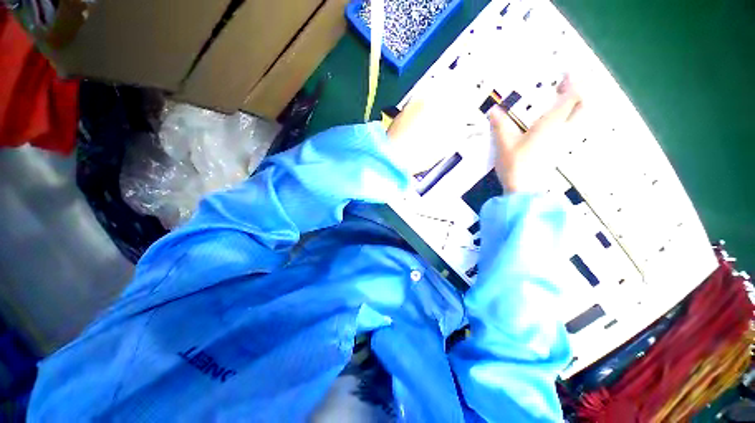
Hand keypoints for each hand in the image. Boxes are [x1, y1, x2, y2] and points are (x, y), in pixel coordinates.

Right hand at [488, 75, 581, 192]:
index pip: (572, 97)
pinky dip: (567, 118)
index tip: (566, 73)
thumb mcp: (504, 143)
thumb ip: (500, 125)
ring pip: (578, 118)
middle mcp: (563, 130)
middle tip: (563, 87)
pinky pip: (570, 128)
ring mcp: (563, 141)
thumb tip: (493, 110)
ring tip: (559, 101)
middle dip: (577, 92)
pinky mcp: (558, 151)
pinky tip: (553, 122)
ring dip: (573, 105)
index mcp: (552, 124)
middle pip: (582, 106)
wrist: (524, 190)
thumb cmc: (516, 165)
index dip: (572, 82)